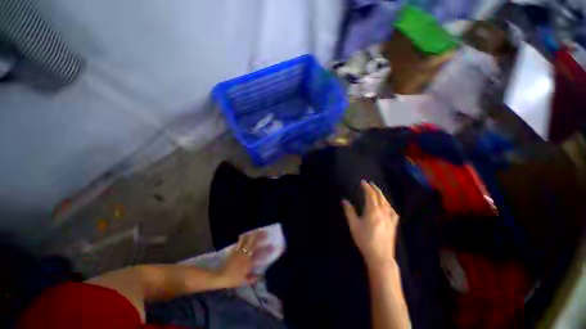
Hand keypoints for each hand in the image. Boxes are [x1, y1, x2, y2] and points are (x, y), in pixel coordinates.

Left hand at [216, 231, 272, 287]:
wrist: (219, 276)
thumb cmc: (232, 279)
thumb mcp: (243, 281)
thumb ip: (253, 278)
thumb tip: (261, 276)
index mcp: (248, 262)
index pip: (260, 254)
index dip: (267, 249)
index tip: (273, 246)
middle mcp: (245, 254)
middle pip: (253, 242)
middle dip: (260, 236)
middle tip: (266, 232)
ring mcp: (239, 250)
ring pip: (247, 239)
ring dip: (253, 234)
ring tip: (258, 231)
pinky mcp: (235, 249)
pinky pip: (241, 240)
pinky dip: (245, 236)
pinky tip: (248, 234)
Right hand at [342, 180, 399, 268]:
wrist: (380, 256)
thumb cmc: (365, 240)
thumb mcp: (354, 225)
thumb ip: (349, 211)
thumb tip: (344, 201)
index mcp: (373, 211)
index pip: (370, 195)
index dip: (366, 187)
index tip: (363, 182)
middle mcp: (383, 212)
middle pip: (380, 197)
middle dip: (374, 189)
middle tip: (370, 184)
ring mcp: (390, 218)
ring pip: (386, 202)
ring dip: (381, 195)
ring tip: (377, 191)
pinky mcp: (393, 224)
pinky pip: (392, 211)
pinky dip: (388, 205)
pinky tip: (387, 206)